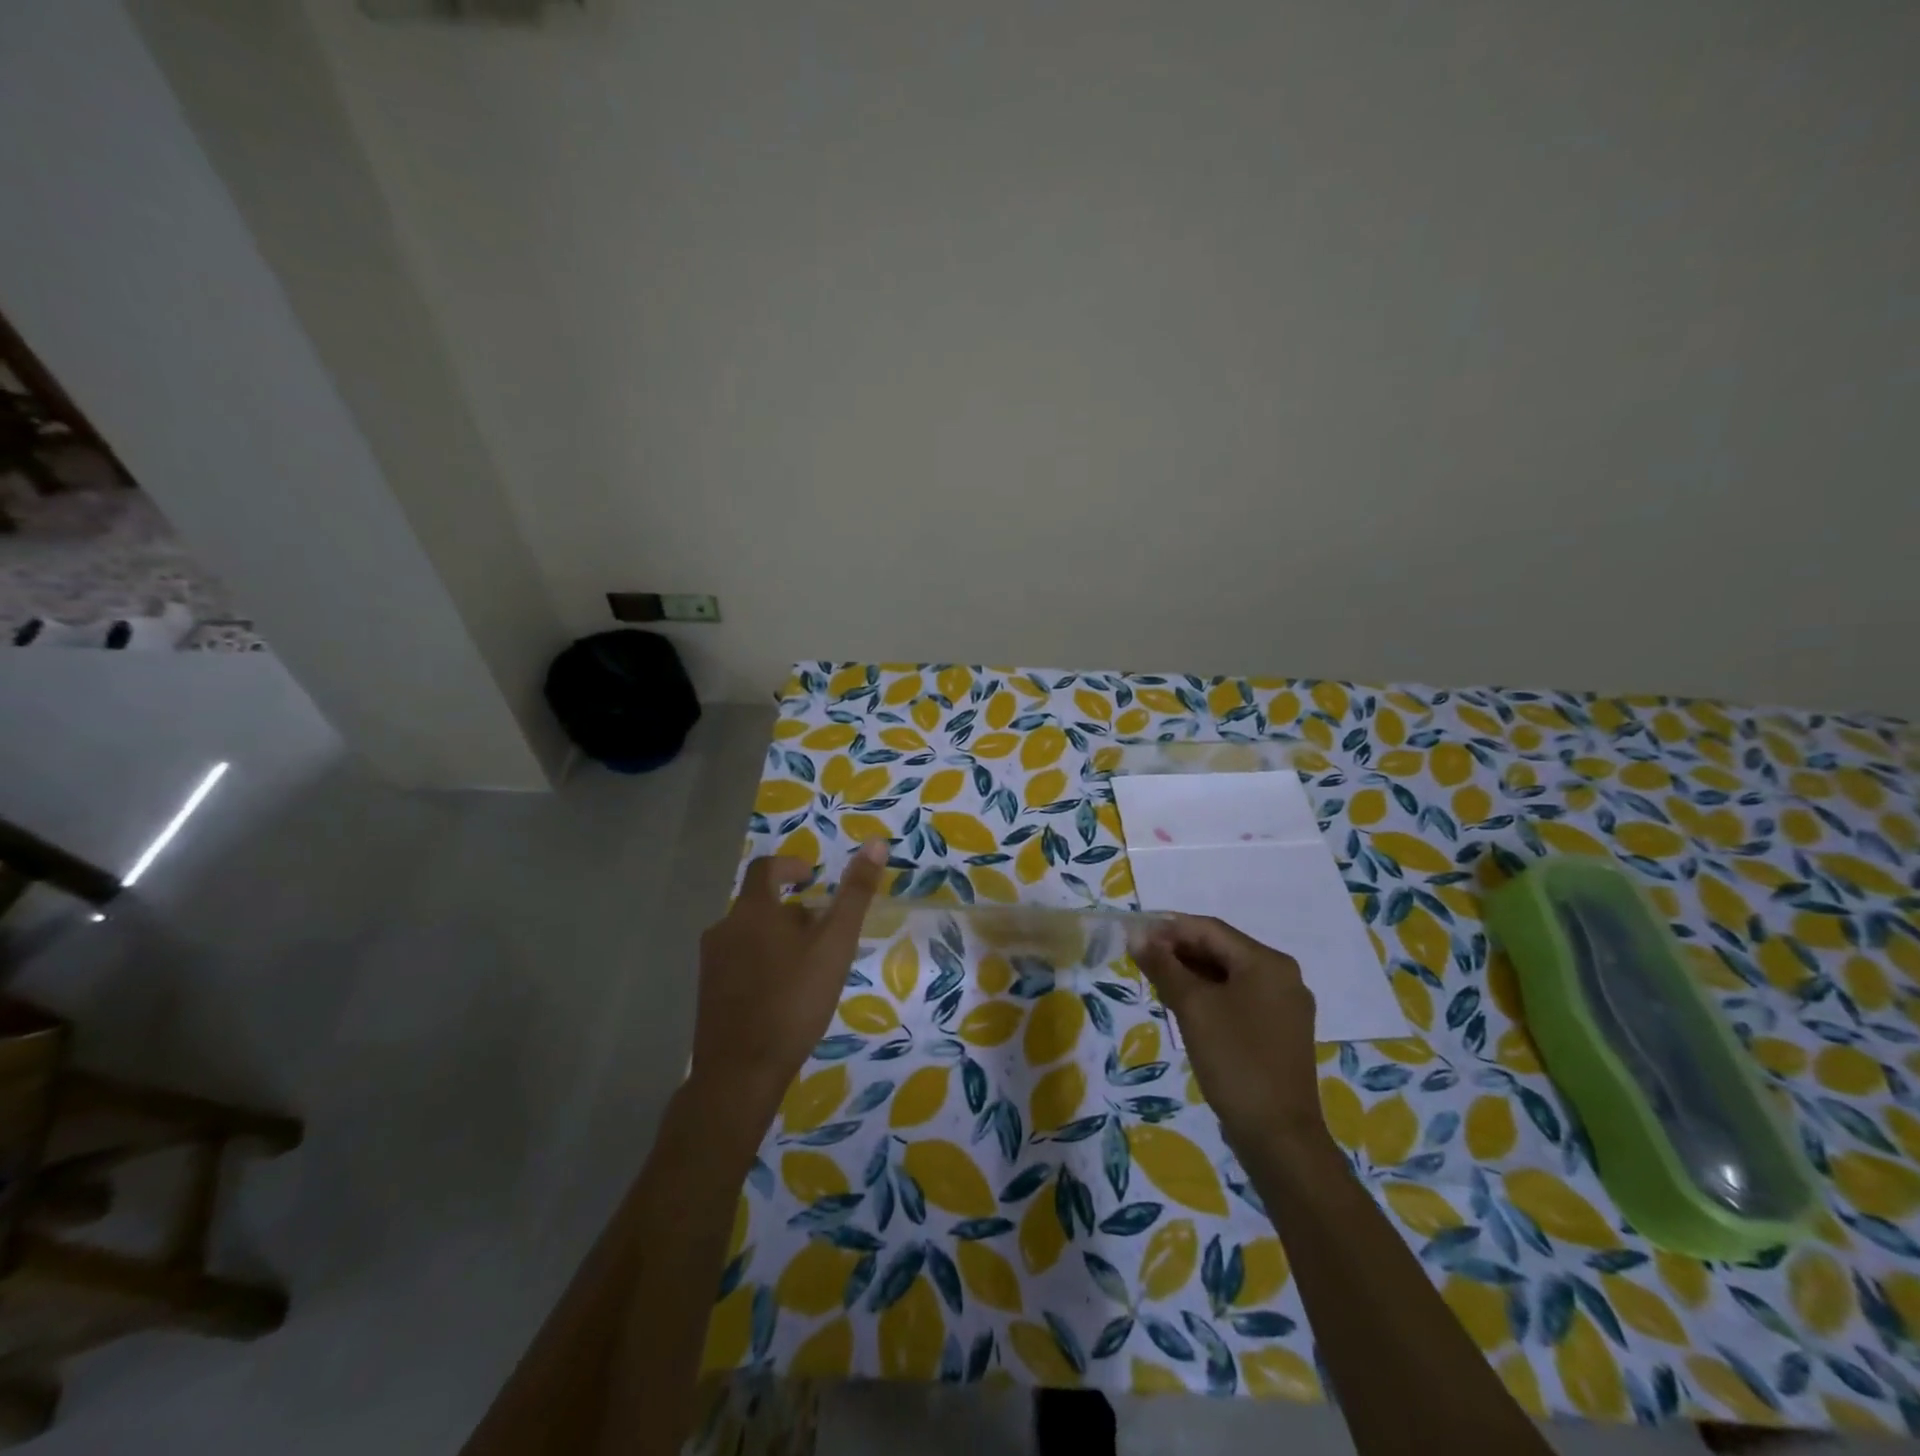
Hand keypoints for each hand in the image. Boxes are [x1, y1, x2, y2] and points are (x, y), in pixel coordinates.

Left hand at [688, 840, 887, 1134]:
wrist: (740, 1073)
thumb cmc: (793, 1000)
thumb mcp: (835, 944)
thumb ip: (855, 894)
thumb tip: (875, 843)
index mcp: (751, 911)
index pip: (766, 868)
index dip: (790, 866)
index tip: (812, 878)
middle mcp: (724, 929)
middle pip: (760, 905)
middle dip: (793, 911)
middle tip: (825, 932)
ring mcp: (712, 964)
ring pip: (751, 936)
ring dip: (779, 939)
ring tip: (810, 966)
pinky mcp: (709, 995)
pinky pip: (740, 964)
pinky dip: (763, 965)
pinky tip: (785, 995)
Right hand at [1135, 915, 1327, 1154]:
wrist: (1279, 1136)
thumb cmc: (1234, 1060)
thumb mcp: (1192, 1007)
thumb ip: (1163, 966)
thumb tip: (1137, 935)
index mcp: (1268, 962)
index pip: (1210, 929)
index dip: (1169, 929)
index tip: (1135, 939)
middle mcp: (1283, 977)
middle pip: (1221, 950)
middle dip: (1179, 952)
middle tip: (1141, 963)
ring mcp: (1285, 1006)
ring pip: (1229, 976)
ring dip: (1192, 974)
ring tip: (1156, 983)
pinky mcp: (1280, 1032)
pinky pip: (1239, 999)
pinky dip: (1210, 996)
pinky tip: (1184, 1008)